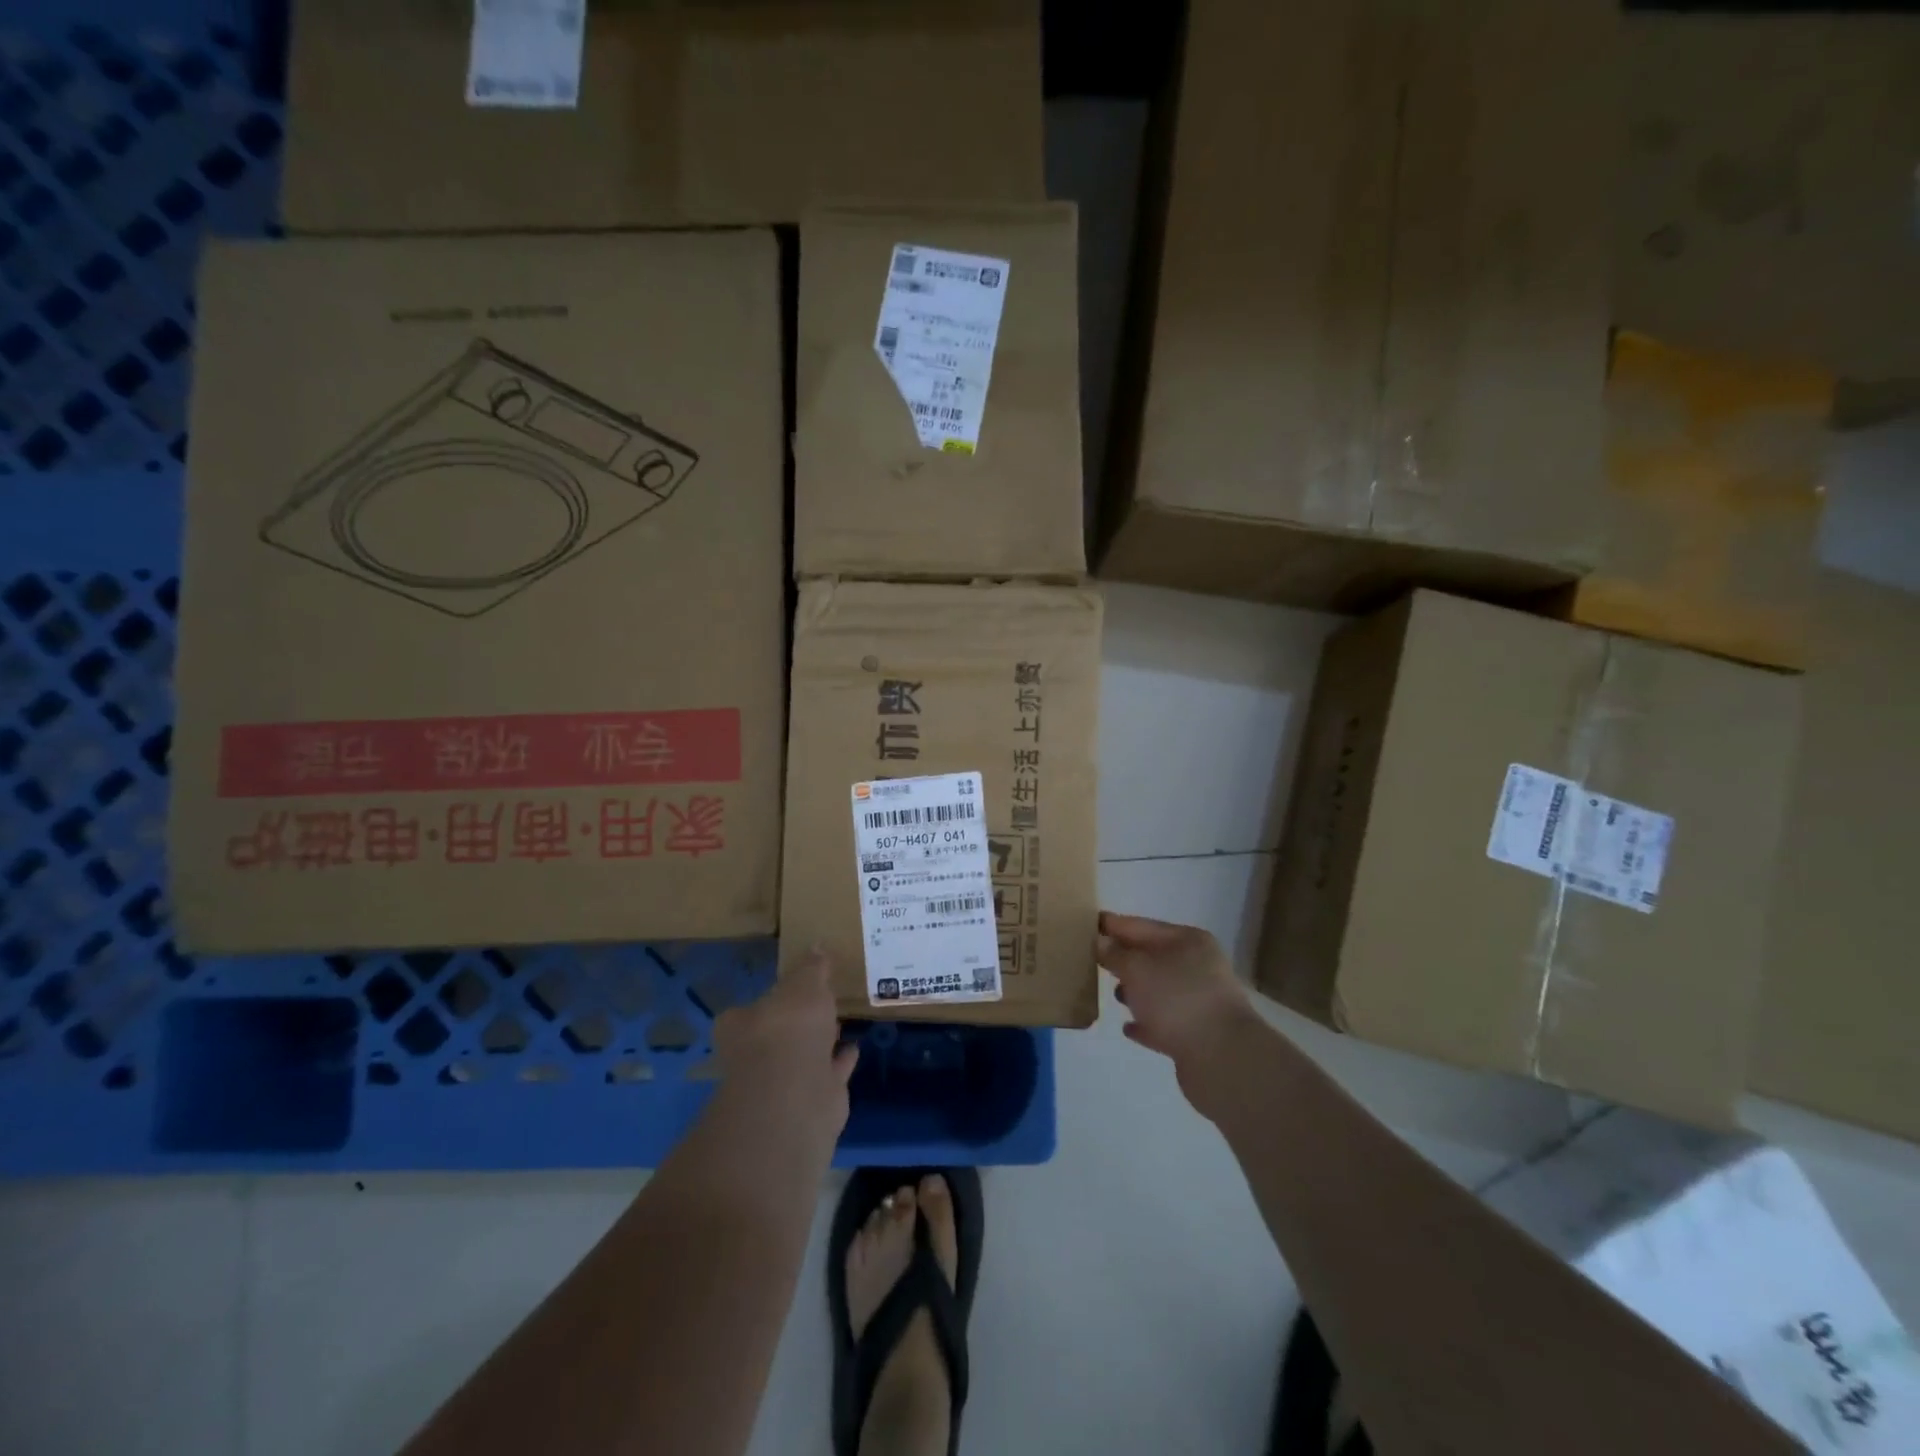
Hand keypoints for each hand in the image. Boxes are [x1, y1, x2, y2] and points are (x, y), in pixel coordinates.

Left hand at [712, 946, 858, 1141]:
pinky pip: (828, 1072)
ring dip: (822, 1041)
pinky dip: (840, 1060)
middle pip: (779, 1033)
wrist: (796, 1096)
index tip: (795, 988)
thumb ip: (812, 968)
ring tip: (843, 1020)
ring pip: (805, 1054)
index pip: (751, 1008)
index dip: (774, 998)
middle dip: (799, 1021)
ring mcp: (783, 1081)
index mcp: (741, 1025)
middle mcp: (755, 1055)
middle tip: (822, 1003)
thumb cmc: (789, 1029)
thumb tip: (817, 946)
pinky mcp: (810, 1099)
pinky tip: (855, 1046)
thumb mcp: (804, 984)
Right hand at [1096, 911, 1259, 1109]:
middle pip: (1151, 956)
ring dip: (1135, 990)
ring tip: (1110, 993)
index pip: (1141, 925)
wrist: (1222, 1058)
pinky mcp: (1197, 1034)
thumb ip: (1115, 954)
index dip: (1113, 925)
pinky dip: (1146, 1022)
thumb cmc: (1177, 999)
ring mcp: (1200, 1001)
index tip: (1085, 923)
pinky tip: (1128, 1027)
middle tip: (1091, 958)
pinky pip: (1164, 1022)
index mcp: (1187, 940)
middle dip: (1123, 958)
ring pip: (1158, 989)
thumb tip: (1101, 942)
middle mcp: (1197, 966)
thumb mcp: (1137, 968)